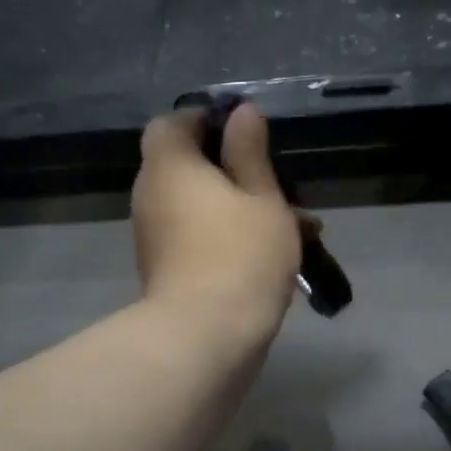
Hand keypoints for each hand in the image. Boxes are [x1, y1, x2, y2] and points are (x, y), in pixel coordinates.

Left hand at [132, 104, 303, 346]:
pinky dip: (229, 238)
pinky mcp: (167, 272)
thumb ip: (250, 153)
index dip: (205, 121)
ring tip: (298, 225)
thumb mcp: (261, 197)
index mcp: (170, 167)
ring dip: (241, 209)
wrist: (206, 337)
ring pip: (200, 208)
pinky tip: (276, 255)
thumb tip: (241, 113)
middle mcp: (152, 197)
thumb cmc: (240, 255)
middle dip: (235, 172)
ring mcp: (156, 239)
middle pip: (188, 168)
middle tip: (281, 185)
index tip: (244, 132)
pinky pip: (199, 239)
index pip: (171, 124)